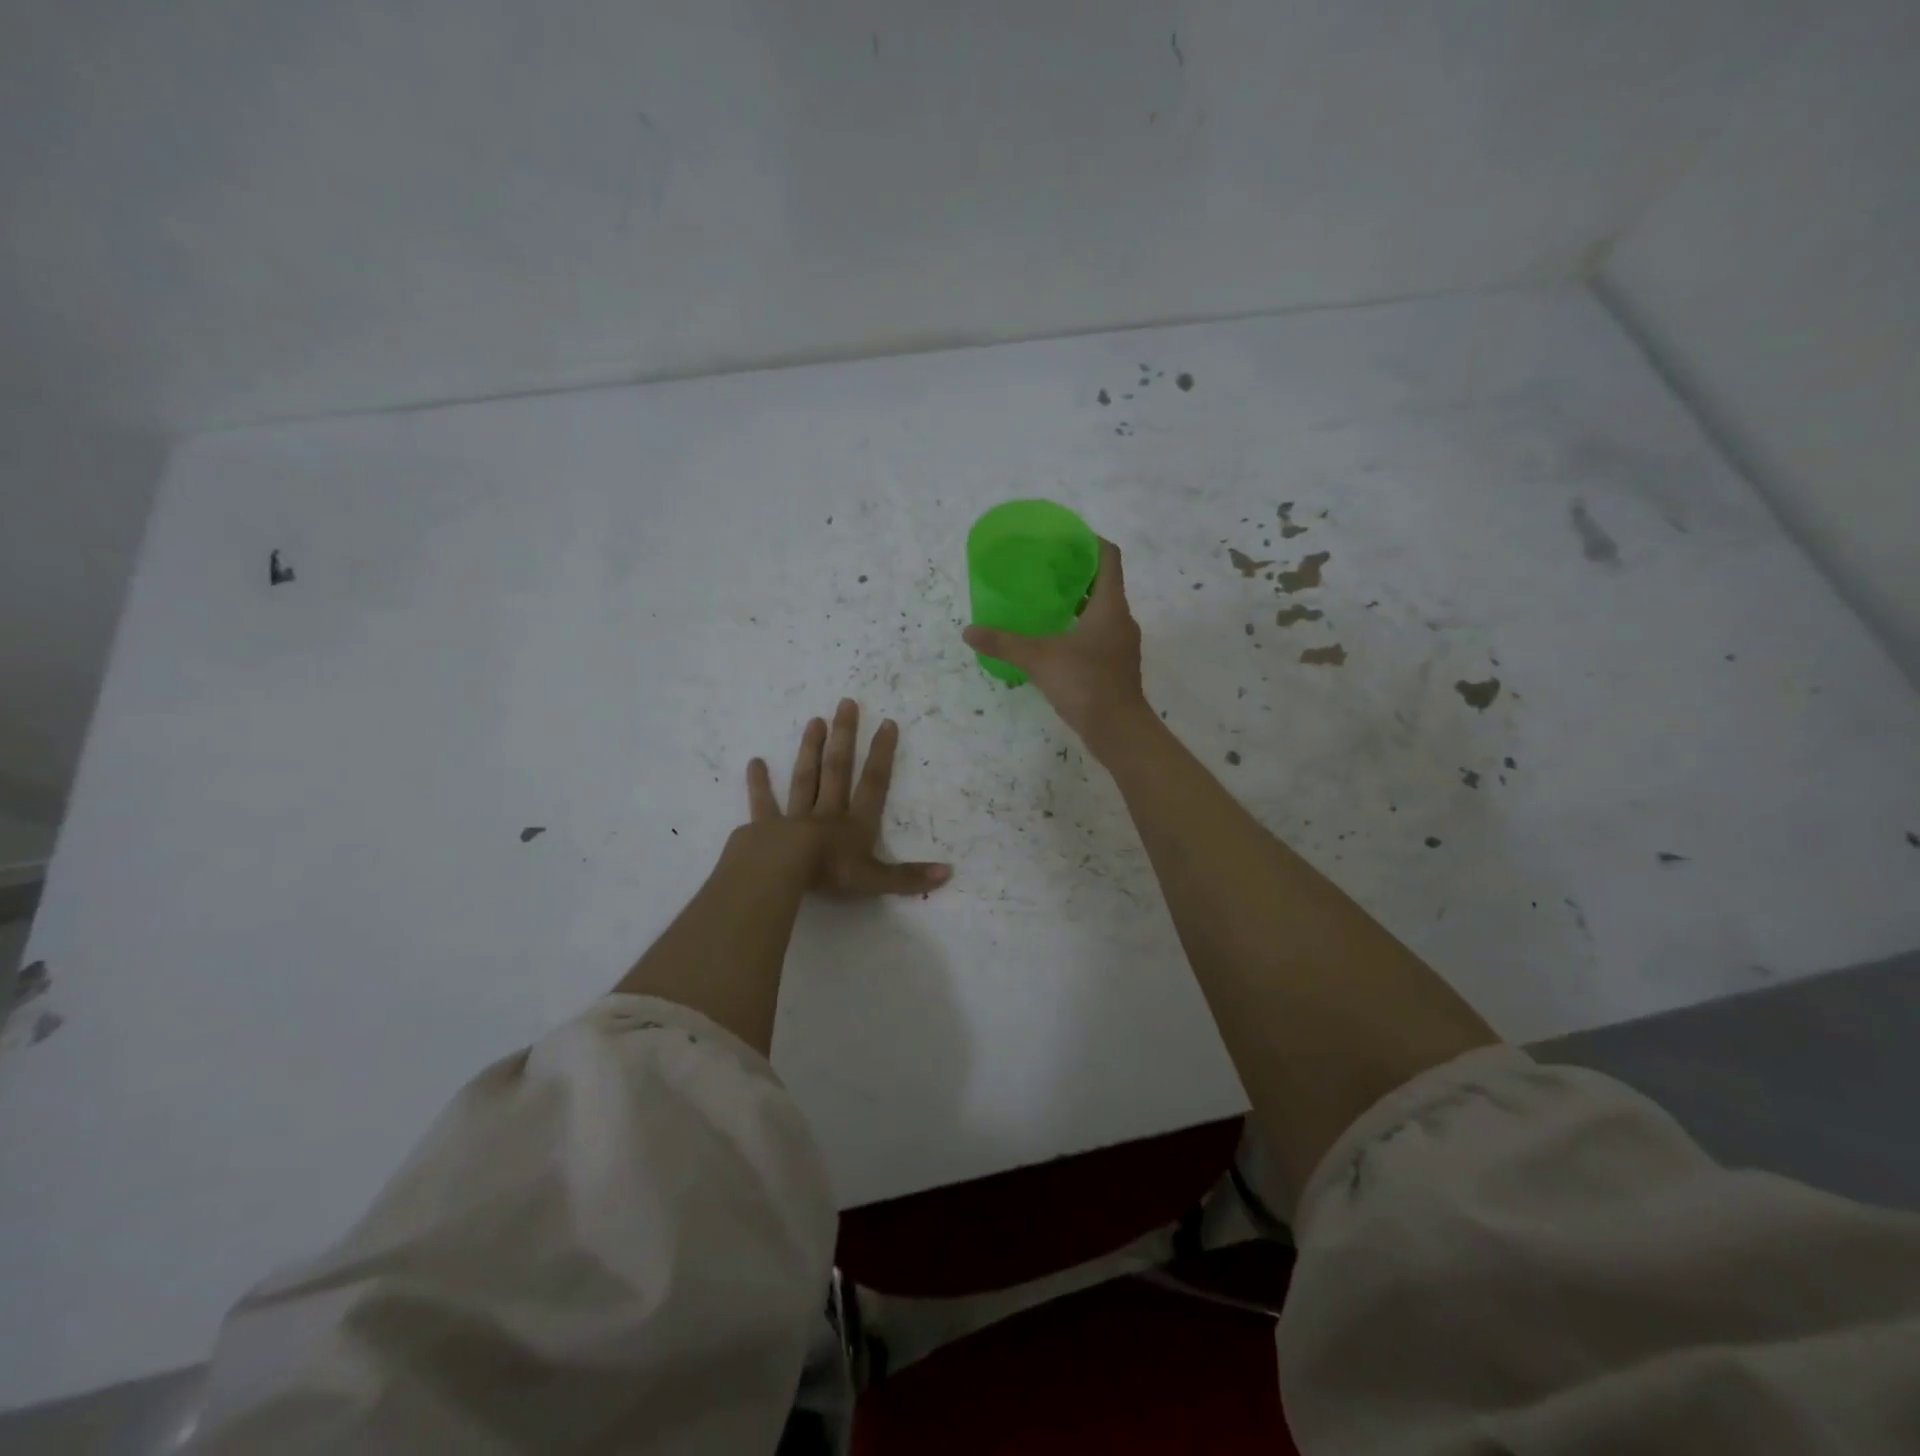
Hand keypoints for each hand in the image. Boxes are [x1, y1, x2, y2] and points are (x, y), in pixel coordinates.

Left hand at [743, 699, 951, 896]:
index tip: (886, 723)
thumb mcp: (876, 880)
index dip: (882, 754)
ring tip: (814, 721)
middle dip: (845, 736)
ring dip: (811, 750)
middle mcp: (827, 813)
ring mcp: (794, 817)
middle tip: (845, 703)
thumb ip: (910, 877)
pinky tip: (755, 762)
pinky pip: (763, 803)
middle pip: (838, 769)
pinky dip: (759, 783)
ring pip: (805, 778)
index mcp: (855, 824)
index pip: (873, 783)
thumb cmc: (830, 875)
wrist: (780, 872)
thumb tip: (949, 873)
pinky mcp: (765, 827)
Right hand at [961, 538, 1148, 750]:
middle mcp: (1121, 619)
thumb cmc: (1084, 682)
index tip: (1065, 539)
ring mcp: (1121, 644)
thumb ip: (1004, 643)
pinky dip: (1080, 629)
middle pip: (1104, 584)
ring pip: (1101, 612)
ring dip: (1078, 604)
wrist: (1118, 729)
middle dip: (1077, 575)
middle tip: (1045, 571)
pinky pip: (1099, 635)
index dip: (1089, 542)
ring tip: (1046, 603)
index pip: (1108, 557)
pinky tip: (1056, 640)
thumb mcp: (1038, 659)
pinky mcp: (1116, 666)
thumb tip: (969, 632)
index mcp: (1110, 605)